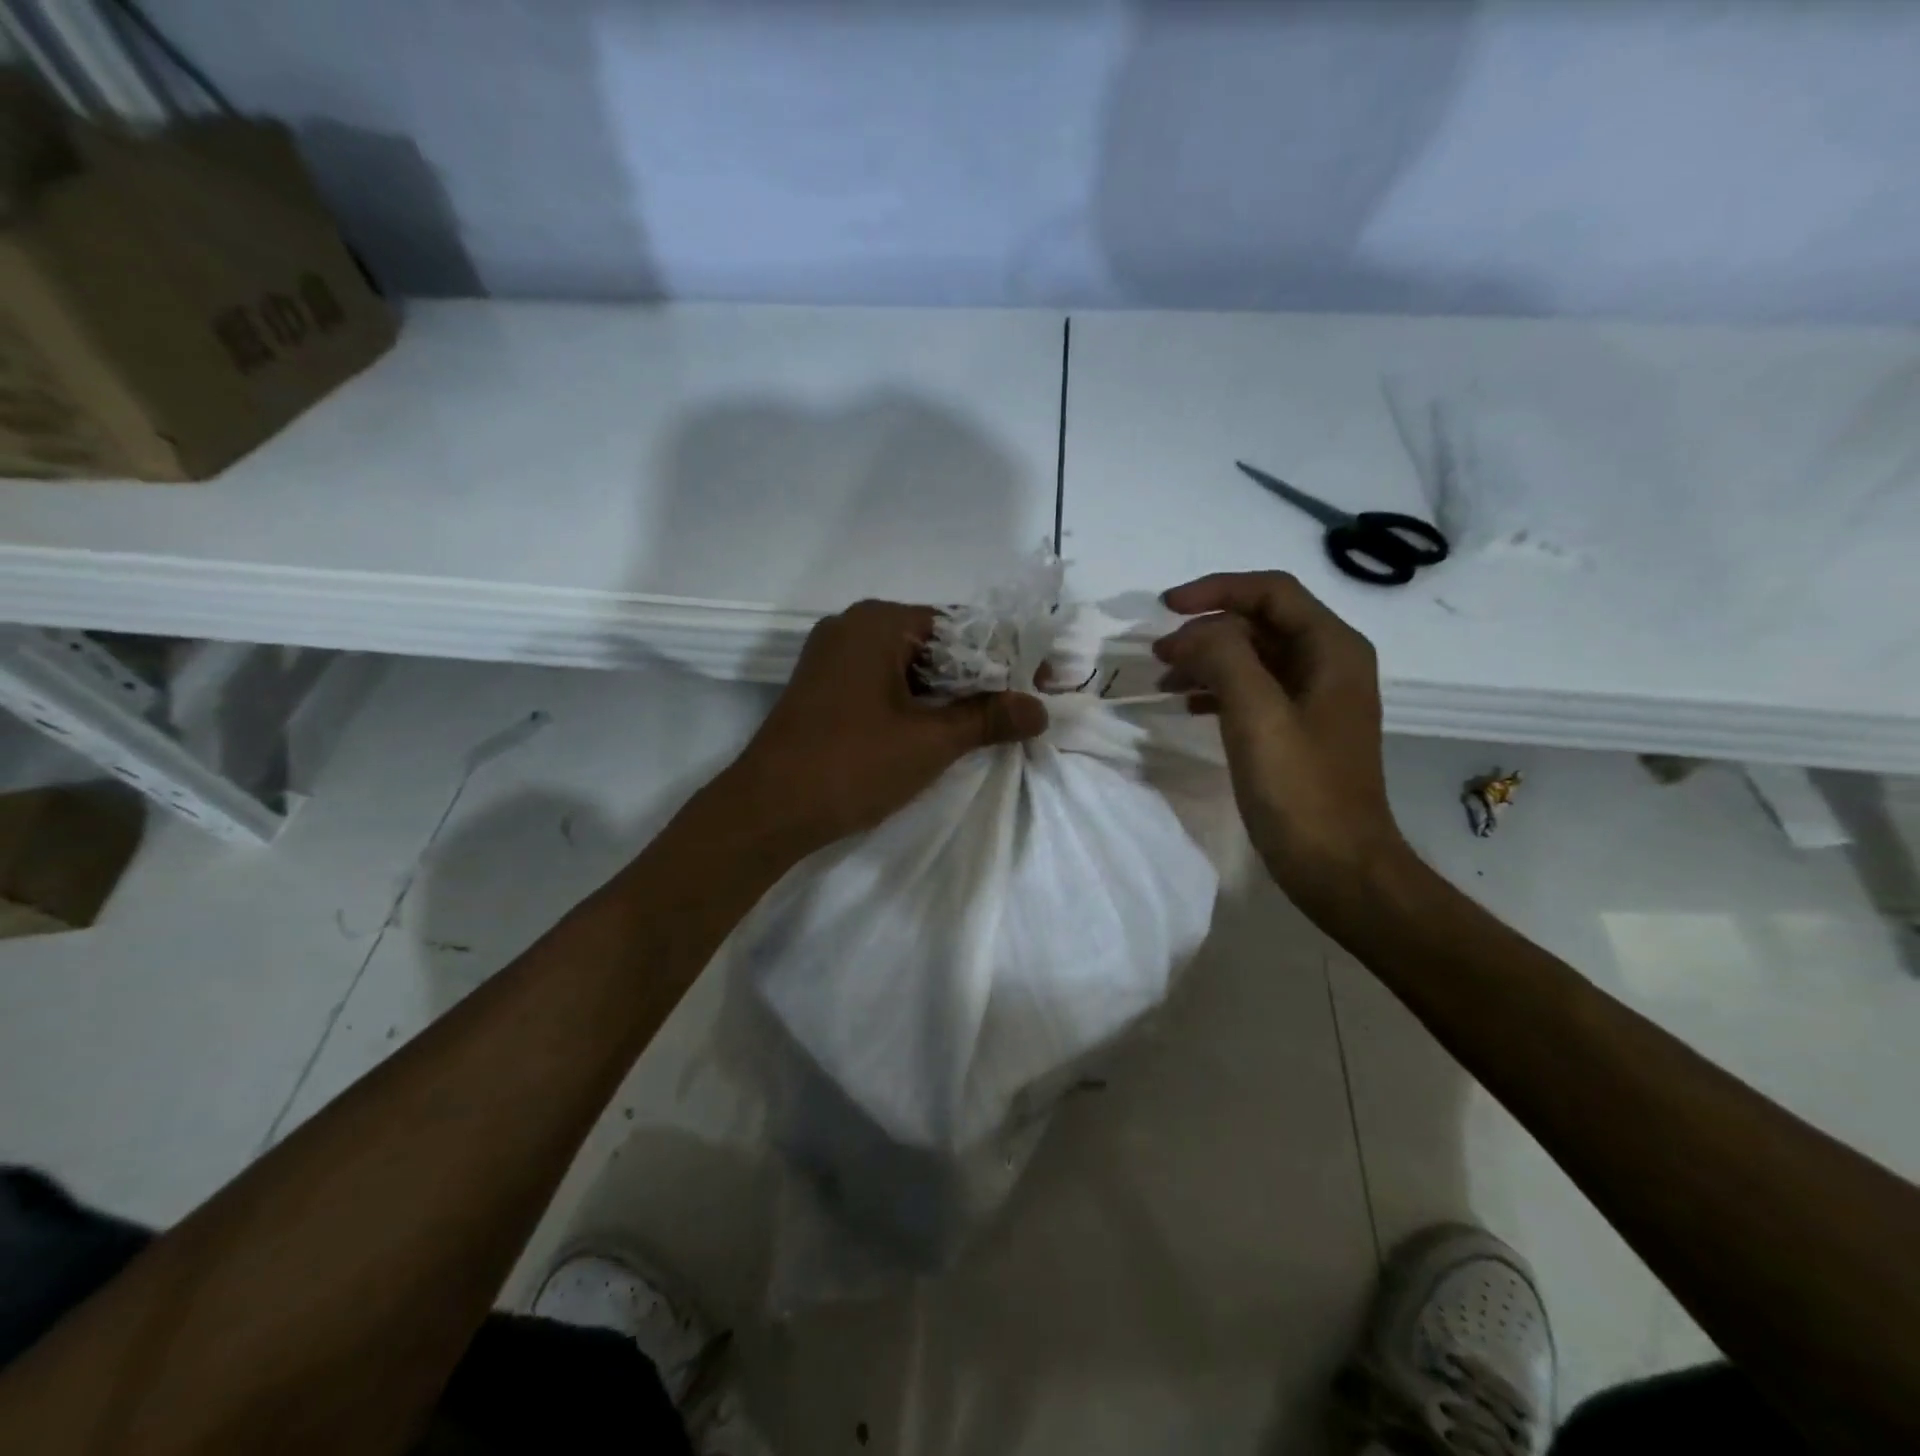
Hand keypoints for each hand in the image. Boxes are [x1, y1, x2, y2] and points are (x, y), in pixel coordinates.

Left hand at [731, 600, 1047, 845]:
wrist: (766, 811)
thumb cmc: (851, 765)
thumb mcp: (930, 742)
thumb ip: (988, 718)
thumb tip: (1040, 709)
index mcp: (877, 622)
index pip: (961, 626)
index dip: (1006, 655)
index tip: (1040, 683)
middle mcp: (852, 626)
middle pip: (934, 643)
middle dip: (978, 677)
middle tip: (1020, 707)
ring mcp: (832, 657)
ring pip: (909, 666)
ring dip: (948, 693)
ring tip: (991, 723)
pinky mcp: (823, 689)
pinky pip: (883, 683)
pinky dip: (915, 702)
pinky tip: (941, 730)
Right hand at [1154, 571, 1407, 911]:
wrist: (1338, 865)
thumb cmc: (1300, 788)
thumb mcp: (1257, 714)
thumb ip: (1223, 657)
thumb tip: (1190, 635)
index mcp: (1332, 648)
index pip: (1270, 592)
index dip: (1216, 590)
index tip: (1165, 608)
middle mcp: (1329, 663)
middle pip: (1260, 622)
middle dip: (1206, 630)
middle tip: (1158, 653)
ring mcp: (1314, 698)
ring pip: (1253, 657)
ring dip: (1207, 660)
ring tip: (1163, 680)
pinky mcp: (1298, 728)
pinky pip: (1253, 690)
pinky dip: (1217, 690)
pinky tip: (1186, 707)